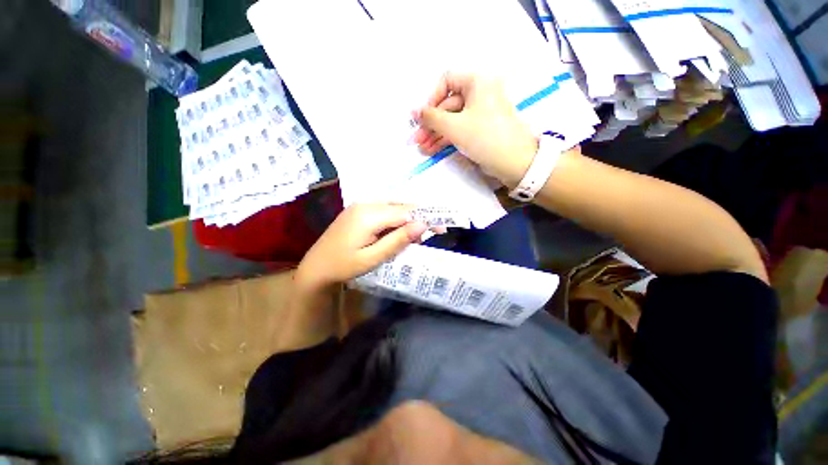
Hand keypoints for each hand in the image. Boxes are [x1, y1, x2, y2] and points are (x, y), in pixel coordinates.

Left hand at [295, 204, 427, 292]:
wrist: (315, 267)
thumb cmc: (343, 266)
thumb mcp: (373, 257)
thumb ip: (398, 240)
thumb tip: (423, 225)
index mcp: (369, 215)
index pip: (405, 212)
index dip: (426, 218)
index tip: (442, 228)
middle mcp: (366, 204)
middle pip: (401, 206)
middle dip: (418, 218)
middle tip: (429, 236)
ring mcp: (361, 205)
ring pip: (394, 207)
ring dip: (407, 219)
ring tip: (414, 238)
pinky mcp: (358, 211)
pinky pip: (384, 210)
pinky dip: (396, 220)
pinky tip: (398, 232)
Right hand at [413, 72, 538, 186]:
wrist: (514, 162)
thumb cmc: (484, 137)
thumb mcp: (454, 126)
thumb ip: (431, 118)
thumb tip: (414, 111)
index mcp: (477, 81)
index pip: (447, 81)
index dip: (431, 98)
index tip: (423, 117)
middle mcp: (479, 93)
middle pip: (447, 105)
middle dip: (431, 124)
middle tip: (417, 139)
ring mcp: (480, 113)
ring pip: (452, 120)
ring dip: (436, 134)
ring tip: (422, 148)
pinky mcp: (480, 129)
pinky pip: (459, 129)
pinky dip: (446, 139)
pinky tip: (432, 149)